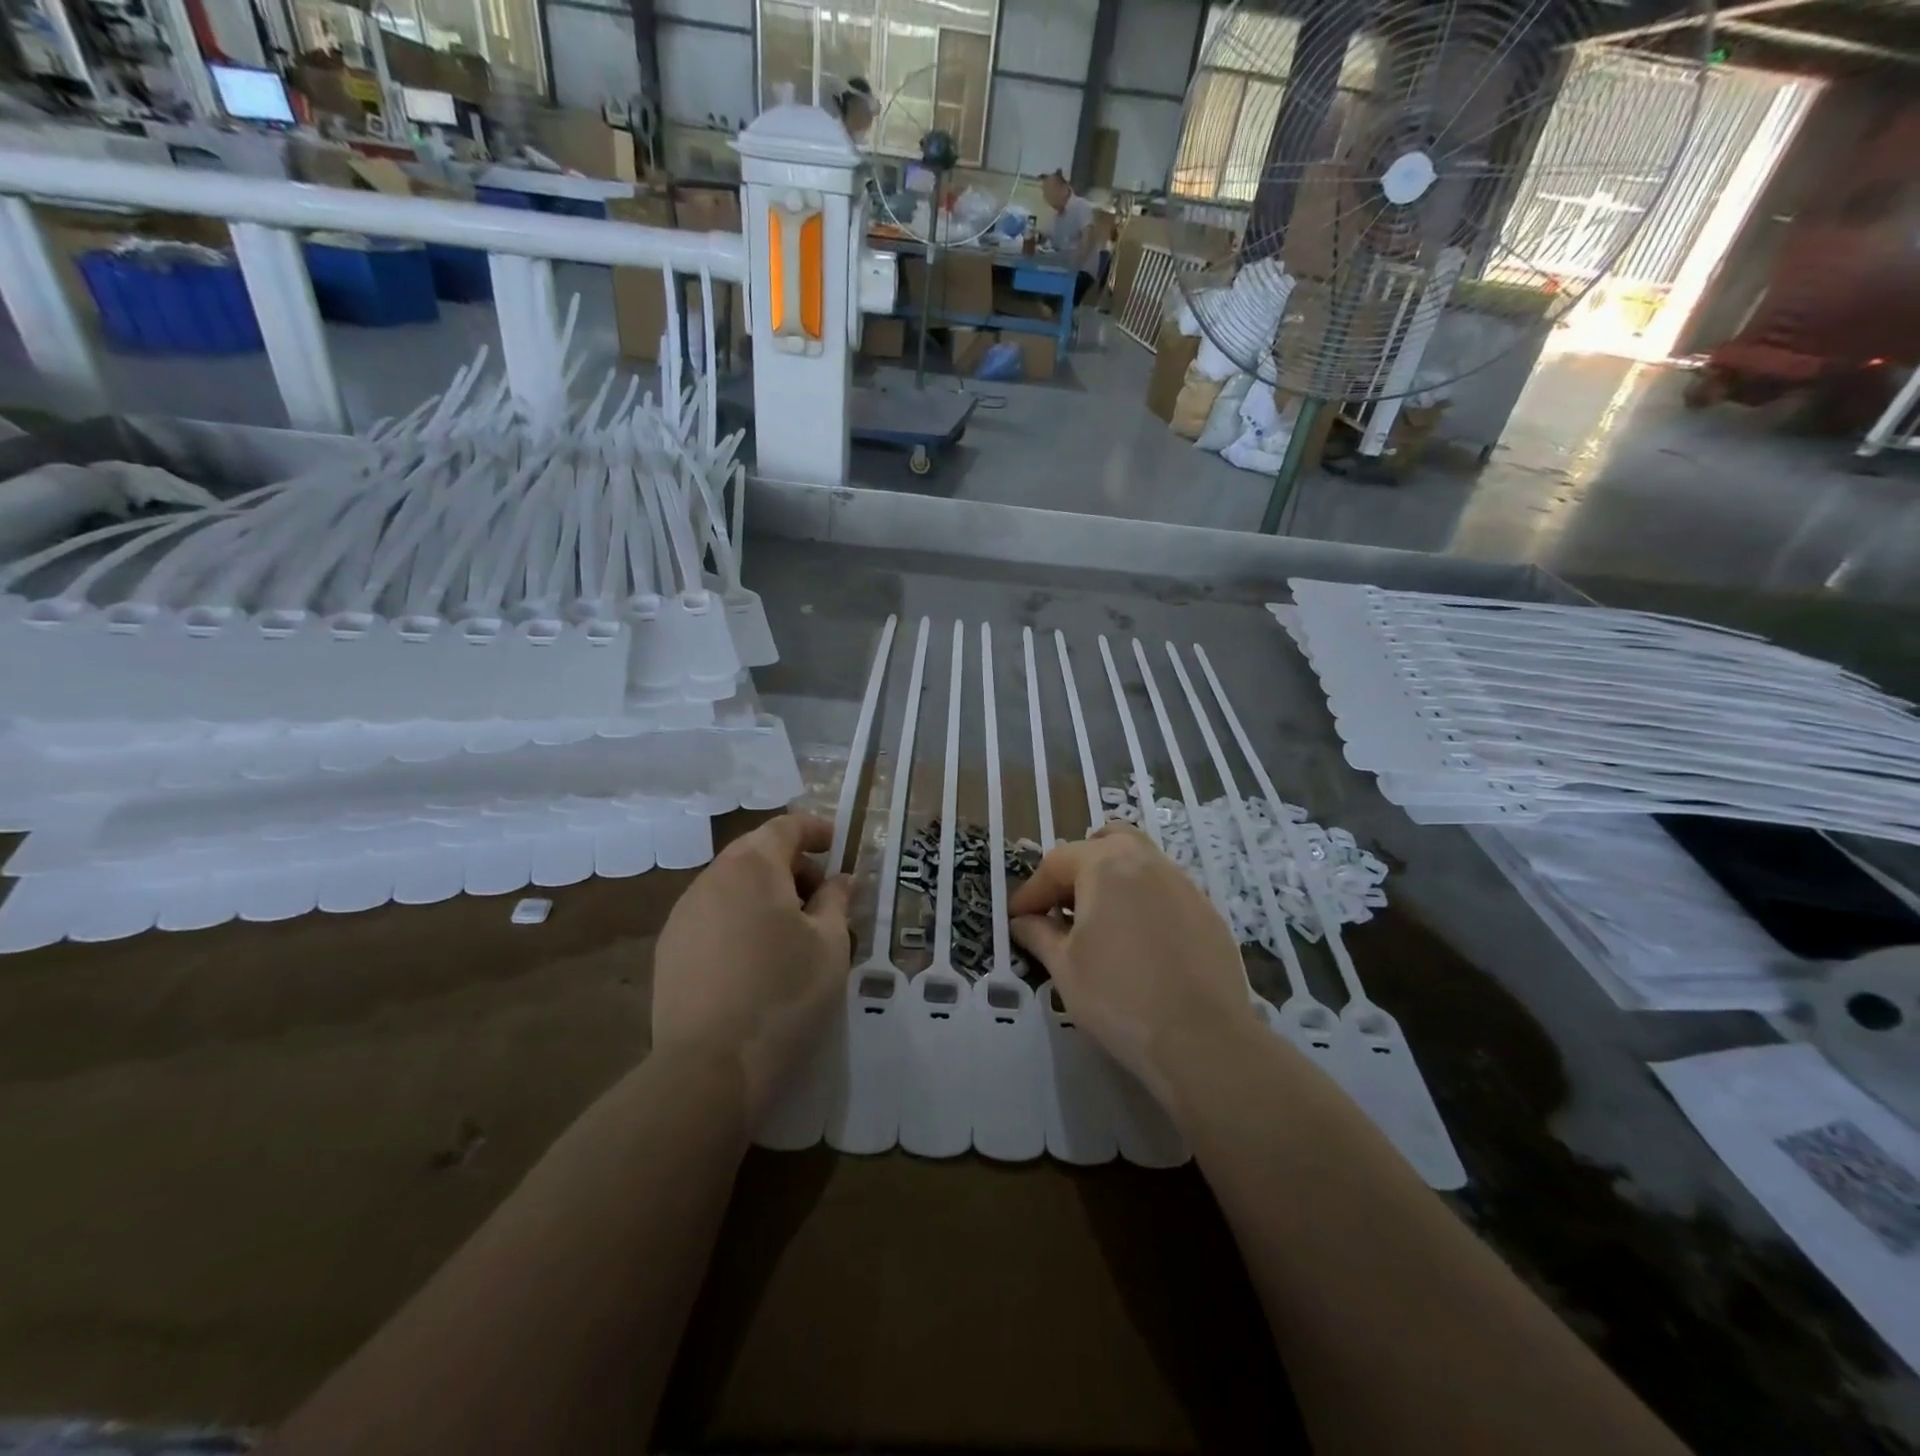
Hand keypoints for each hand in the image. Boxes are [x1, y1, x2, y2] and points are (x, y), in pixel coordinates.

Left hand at [652, 813, 852, 1121]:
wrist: (710, 1067)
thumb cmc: (784, 994)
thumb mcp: (830, 944)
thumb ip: (836, 901)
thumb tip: (840, 880)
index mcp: (753, 867)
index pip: (786, 826)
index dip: (815, 829)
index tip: (838, 844)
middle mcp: (711, 879)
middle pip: (756, 853)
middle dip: (793, 865)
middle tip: (823, 895)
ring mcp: (683, 915)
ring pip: (732, 886)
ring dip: (766, 893)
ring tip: (793, 930)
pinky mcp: (670, 950)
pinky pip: (713, 916)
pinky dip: (741, 919)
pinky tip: (757, 958)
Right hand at [1009, 824, 1259, 1103]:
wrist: (1203, 1040)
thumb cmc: (1118, 998)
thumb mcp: (1064, 967)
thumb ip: (1039, 934)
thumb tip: (1023, 922)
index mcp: (1105, 865)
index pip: (1056, 862)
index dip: (1032, 891)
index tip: (1018, 919)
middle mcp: (1146, 861)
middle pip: (1104, 843)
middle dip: (1077, 868)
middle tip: (1062, 906)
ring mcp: (1183, 883)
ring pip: (1139, 861)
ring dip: (1112, 880)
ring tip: (1100, 922)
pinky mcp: (1207, 911)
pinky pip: (1165, 890)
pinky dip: (1143, 901)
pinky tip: (1139, 942)